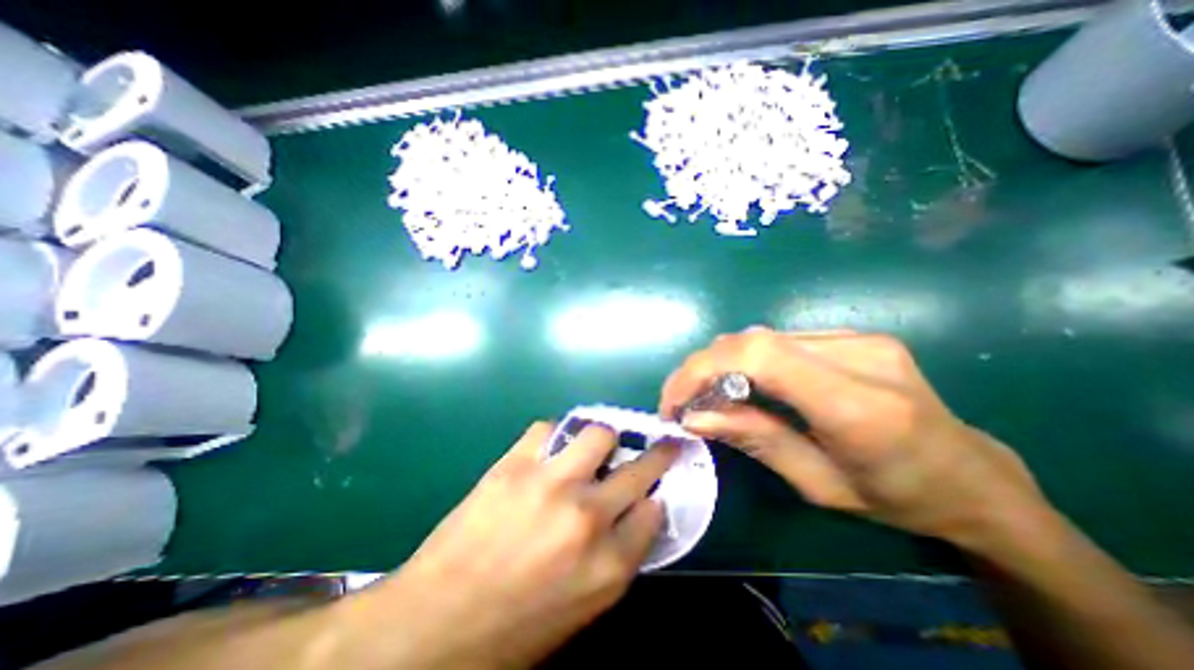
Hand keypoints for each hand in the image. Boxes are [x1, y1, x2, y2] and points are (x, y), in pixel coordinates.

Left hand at [358, 421, 680, 667]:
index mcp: (608, 567)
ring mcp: (551, 485)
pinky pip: (547, 429)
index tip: (649, 492)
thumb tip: (634, 516)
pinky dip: (554, 436)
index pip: (654, 513)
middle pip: (639, 470)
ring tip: (593, 448)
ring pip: (599, 434)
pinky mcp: (515, 466)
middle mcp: (588, 519)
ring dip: (603, 439)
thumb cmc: (511, 632)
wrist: (430, 628)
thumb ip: (615, 559)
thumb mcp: (580, 610)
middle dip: (656, 455)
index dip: (653, 498)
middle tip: (660, 444)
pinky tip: (549, 449)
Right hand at [669, 328, 1045, 548]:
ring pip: (762, 337)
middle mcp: (859, 355)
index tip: (673, 401)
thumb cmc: (899, 499)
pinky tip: (744, 383)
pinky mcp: (854, 335)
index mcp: (858, 406)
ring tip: (706, 394)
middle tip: (682, 400)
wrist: (975, 479)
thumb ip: (754, 439)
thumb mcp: (818, 485)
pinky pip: (781, 340)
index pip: (758, 357)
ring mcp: (859, 338)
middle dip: (702, 367)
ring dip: (722, 363)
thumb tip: (693, 417)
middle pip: (753, 341)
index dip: (702, 368)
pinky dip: (748, 360)